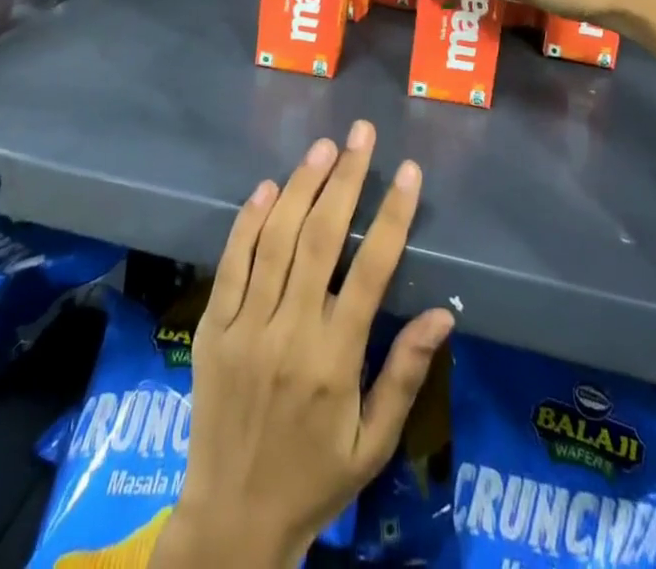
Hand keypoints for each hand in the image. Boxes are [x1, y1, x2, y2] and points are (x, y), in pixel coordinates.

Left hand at [156, 123, 453, 568]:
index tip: (409, 172)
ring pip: (274, 240)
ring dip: (300, 186)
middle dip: (345, 179)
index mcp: (335, 361)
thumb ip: (405, 375)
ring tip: (323, 148)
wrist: (231, 522)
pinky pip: (230, 263)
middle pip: (319, 239)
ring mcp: (244, 328)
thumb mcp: (374, 444)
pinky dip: (247, 221)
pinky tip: (266, 188)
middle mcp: (289, 333)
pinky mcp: (211, 328)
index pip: (370, 271)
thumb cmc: (314, 479)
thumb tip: (444, 313)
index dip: (392, 216)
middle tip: (361, 134)